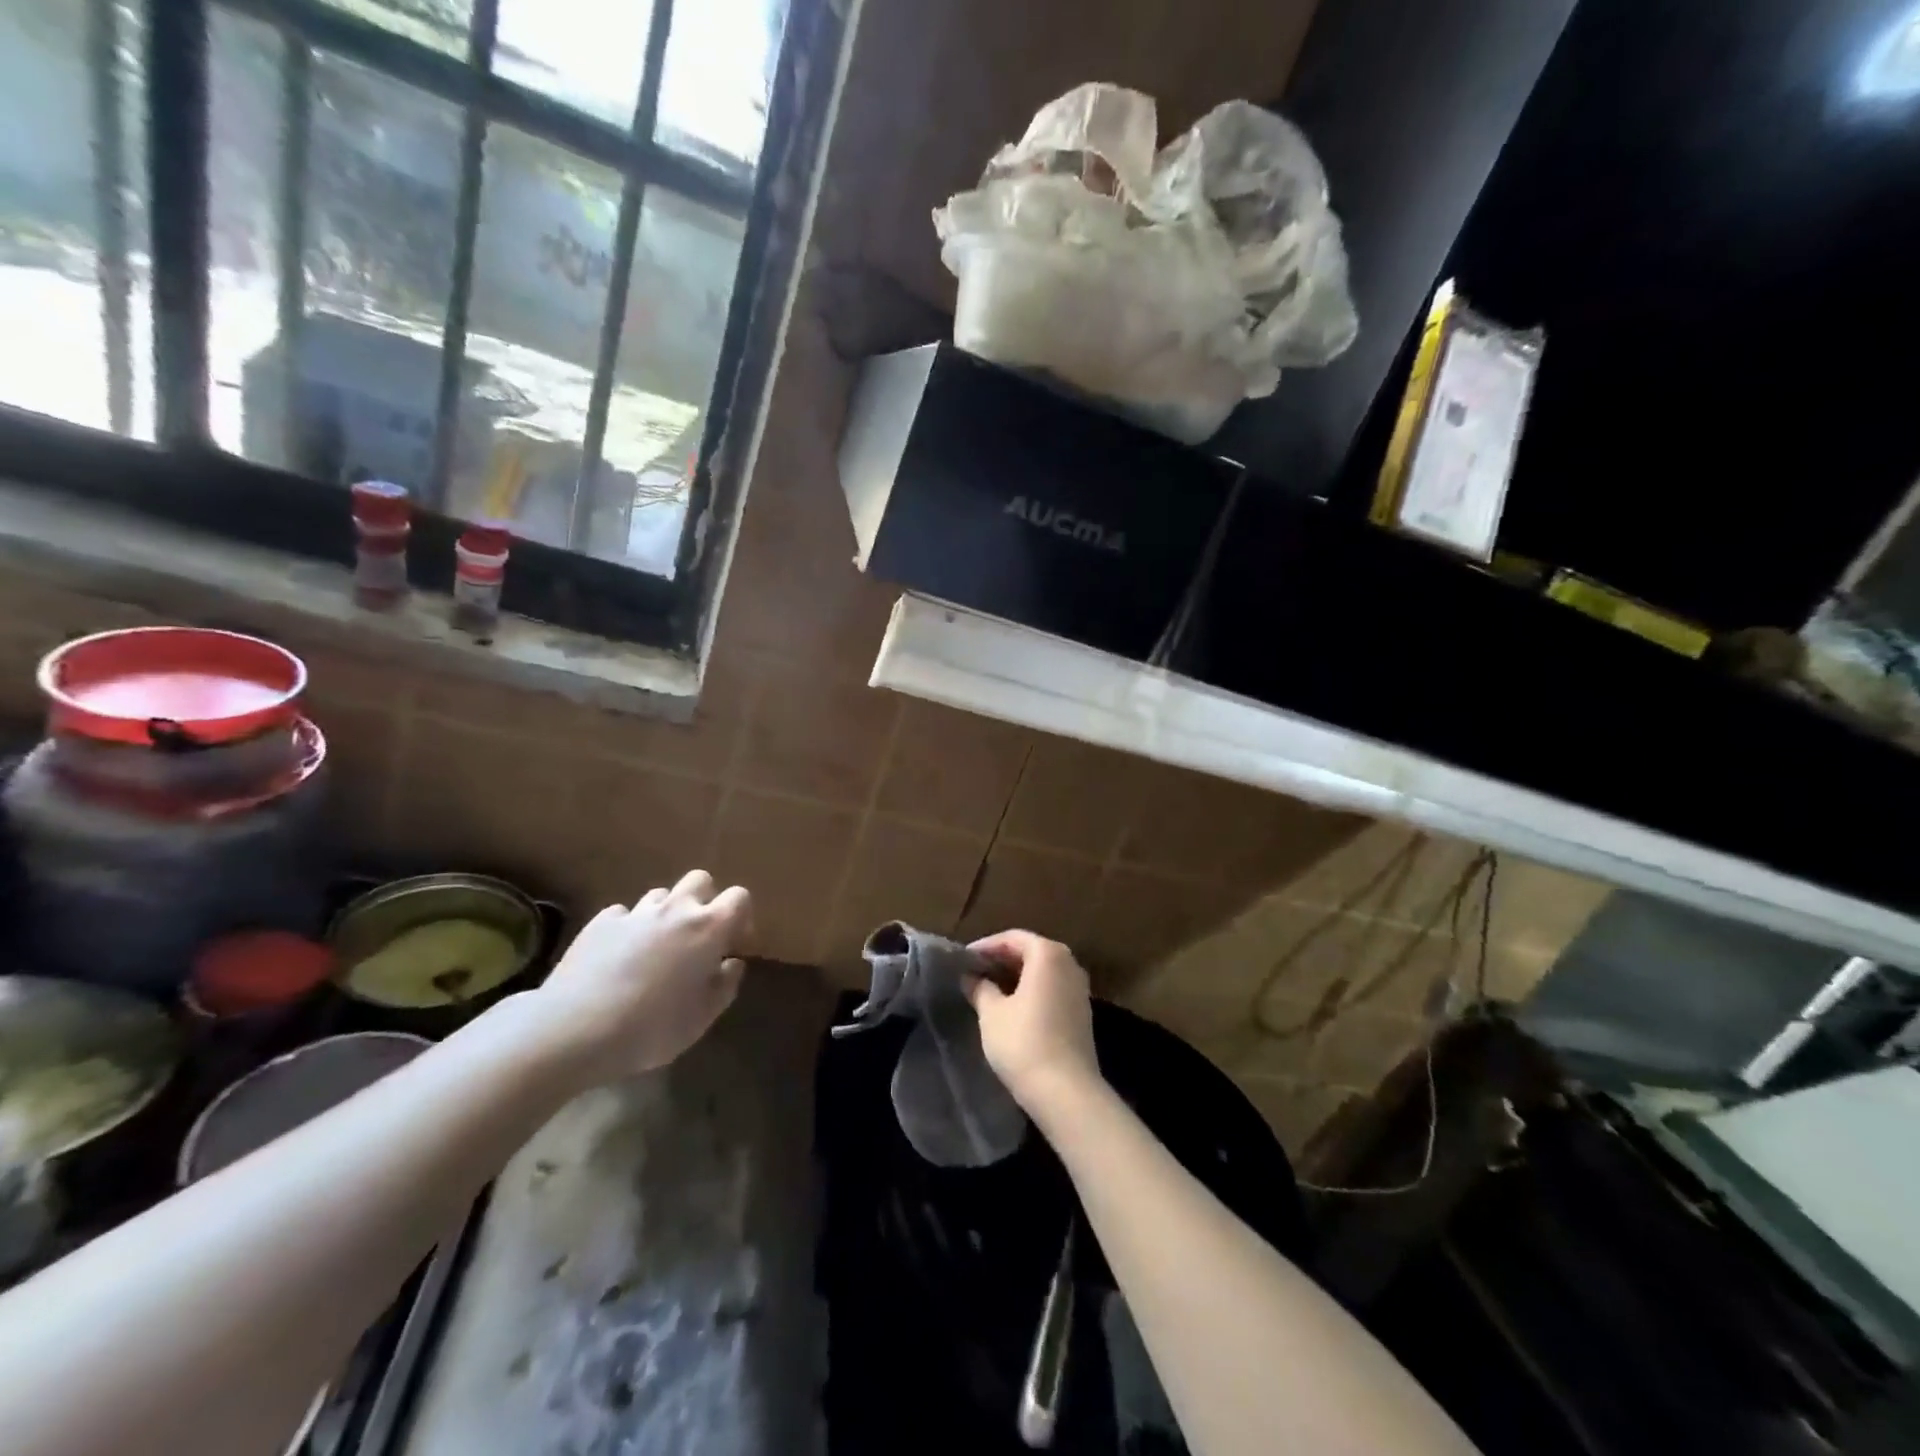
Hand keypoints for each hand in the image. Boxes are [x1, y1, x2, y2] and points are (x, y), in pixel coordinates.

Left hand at [529, 870, 753, 1082]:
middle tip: (696, 937)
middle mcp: (675, 909)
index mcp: (709, 928)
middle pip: (701, 880)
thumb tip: (732, 964)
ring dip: (665, 914)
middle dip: (704, 901)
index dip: (741, 916)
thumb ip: (725, 986)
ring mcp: (635, 912)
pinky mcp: (600, 922)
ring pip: (660, 895)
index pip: (739, 897)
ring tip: (655, 947)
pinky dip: (628, 928)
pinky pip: (623, 914)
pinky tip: (618, 956)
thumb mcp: (702, 1018)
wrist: (575, 1030)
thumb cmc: (651, 1028)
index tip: (732, 944)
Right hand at [964, 930, 1100, 1115]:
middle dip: (1001, 960)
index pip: (1013, 938)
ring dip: (1016, 976)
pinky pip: (1052, 989)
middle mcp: (1069, 964)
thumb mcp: (992, 1013)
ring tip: (988, 989)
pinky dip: (1031, 991)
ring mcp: (1079, 989)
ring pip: (1042, 972)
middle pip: (1031, 951)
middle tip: (974, 972)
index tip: (964, 959)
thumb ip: (980, 988)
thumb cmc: (1024, 1042)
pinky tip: (1011, 1007)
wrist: (1066, 1092)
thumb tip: (971, 977)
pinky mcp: (1082, 1013)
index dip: (986, 946)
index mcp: (1048, 954)